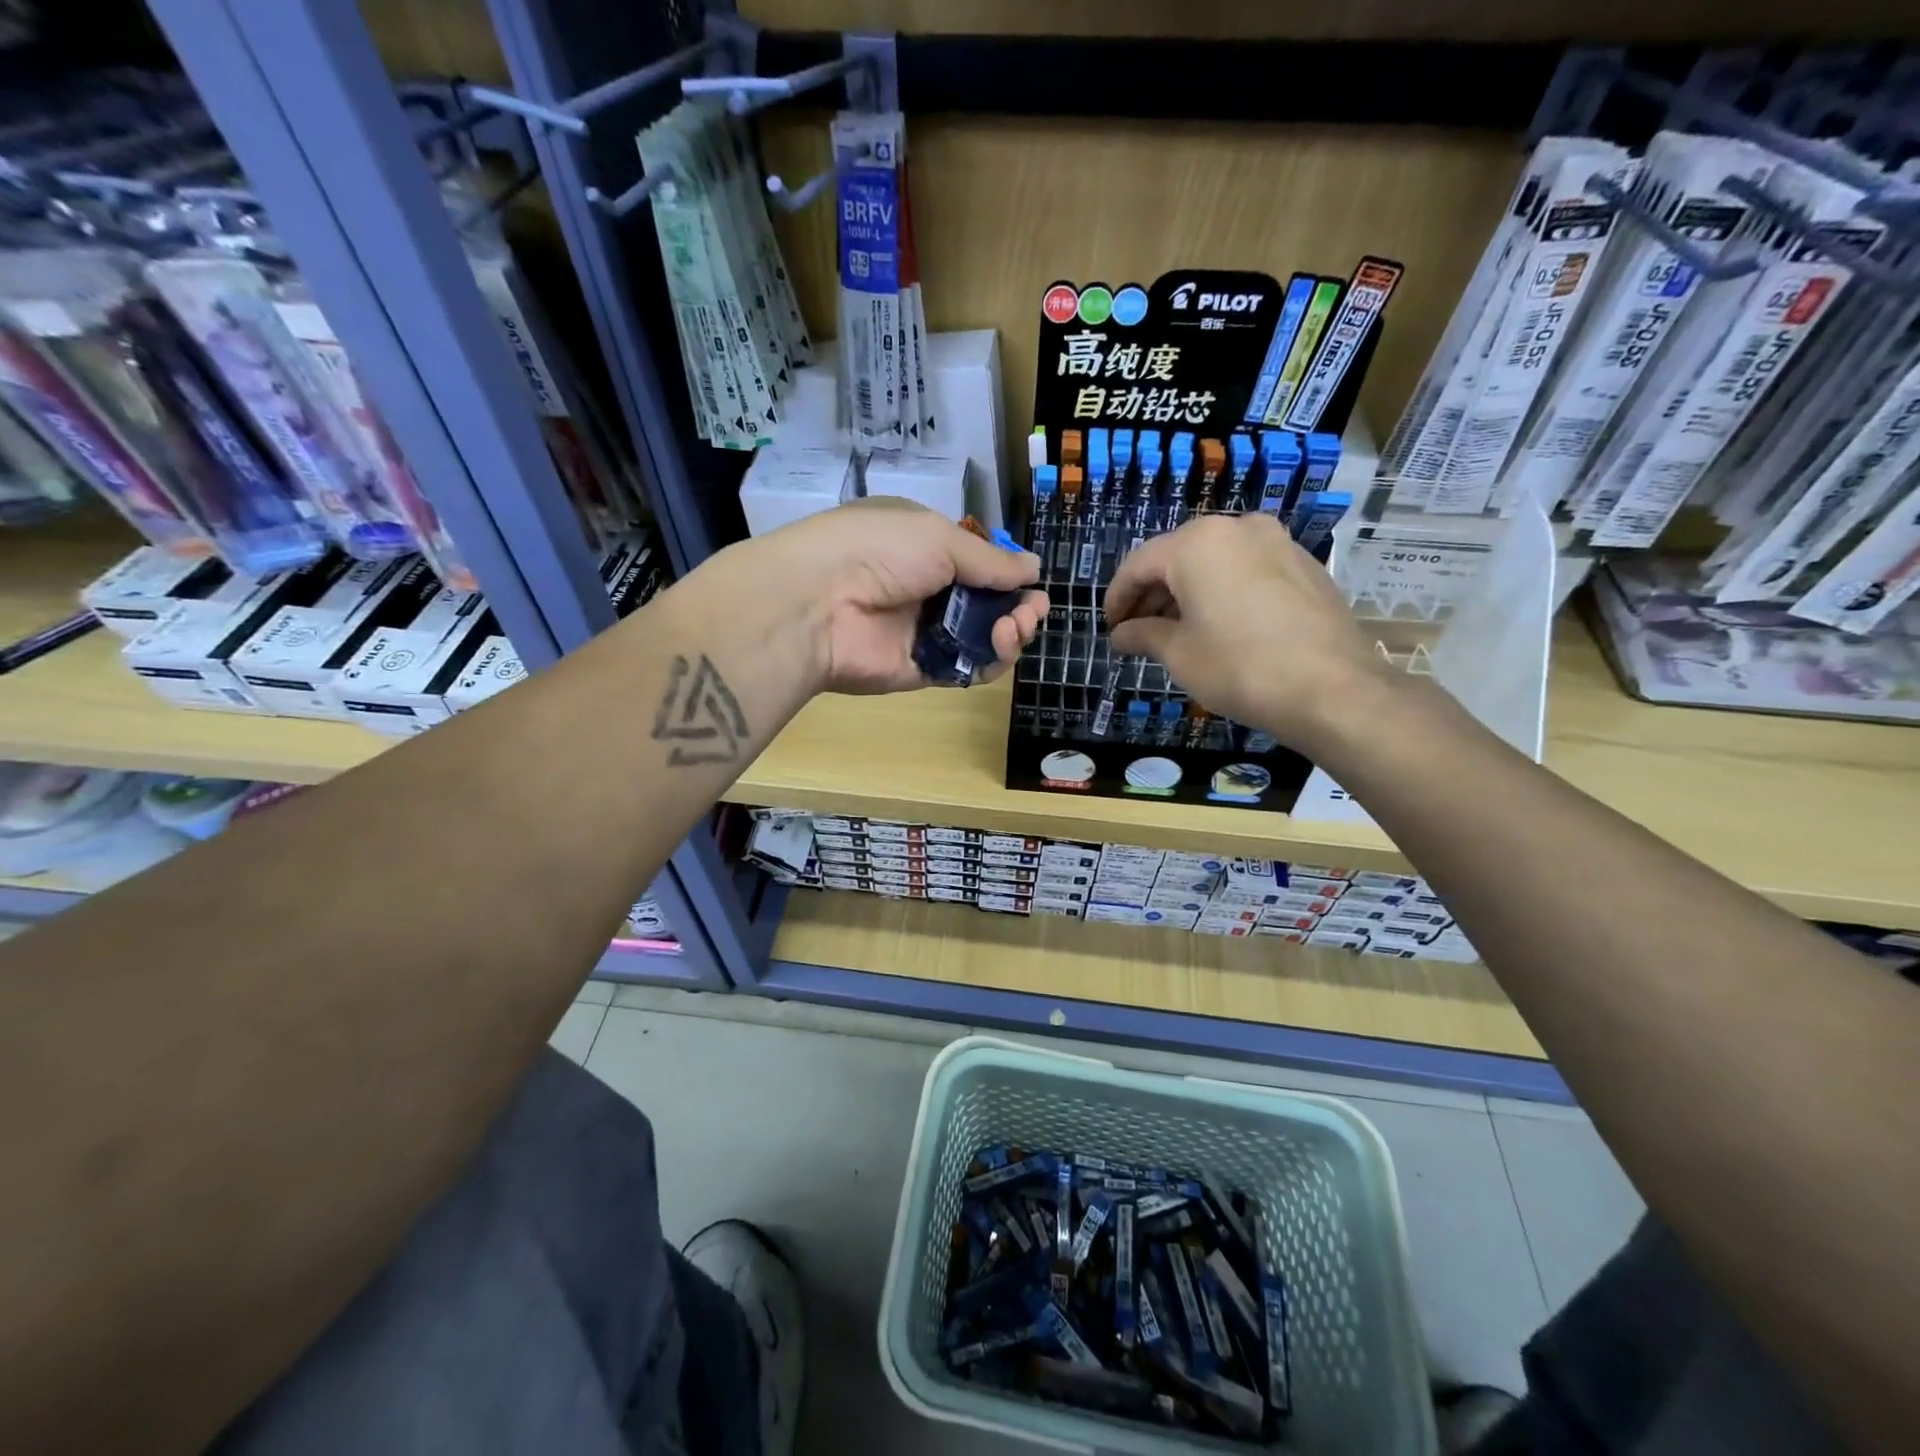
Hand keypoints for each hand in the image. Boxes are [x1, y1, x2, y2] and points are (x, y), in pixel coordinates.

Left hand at [732, 498, 1047, 694]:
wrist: (819, 602)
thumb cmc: (879, 551)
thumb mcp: (939, 537)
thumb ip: (989, 560)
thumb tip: (1034, 568)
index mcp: (924, 547)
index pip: (977, 563)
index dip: (1008, 574)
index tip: (1031, 583)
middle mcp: (926, 589)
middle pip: (986, 603)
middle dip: (1017, 607)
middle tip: (1030, 612)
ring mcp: (923, 632)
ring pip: (981, 638)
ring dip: (1009, 632)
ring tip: (1014, 628)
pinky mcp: (921, 670)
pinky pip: (966, 669)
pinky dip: (990, 662)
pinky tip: (1000, 646)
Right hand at [1105, 512, 1391, 754]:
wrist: (1332, 689)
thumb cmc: (1239, 667)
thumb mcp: (1179, 654)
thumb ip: (1142, 635)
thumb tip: (1121, 634)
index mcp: (1197, 543)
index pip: (1139, 564)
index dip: (1117, 597)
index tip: (1111, 627)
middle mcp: (1237, 528)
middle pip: (1177, 556)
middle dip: (1153, 593)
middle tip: (1139, 631)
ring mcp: (1276, 542)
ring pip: (1215, 560)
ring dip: (1188, 592)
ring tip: (1177, 632)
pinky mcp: (1303, 564)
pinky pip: (1247, 569)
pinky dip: (1223, 590)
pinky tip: (1221, 626)